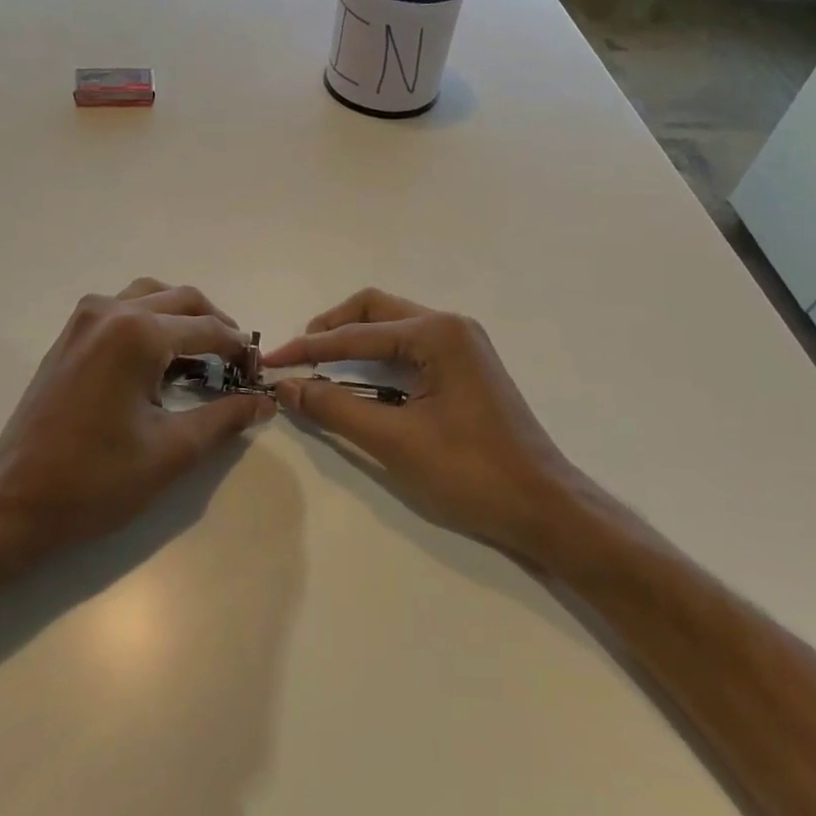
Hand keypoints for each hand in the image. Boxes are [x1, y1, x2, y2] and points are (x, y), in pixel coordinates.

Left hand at [0, 279, 273, 559]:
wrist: (14, 502)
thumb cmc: (96, 479)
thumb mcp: (173, 450)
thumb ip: (225, 418)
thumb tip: (264, 401)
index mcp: (138, 333)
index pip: (208, 328)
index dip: (240, 349)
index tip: (259, 374)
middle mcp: (111, 311)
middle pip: (182, 299)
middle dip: (216, 326)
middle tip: (237, 363)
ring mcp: (84, 320)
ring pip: (151, 297)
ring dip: (183, 317)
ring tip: (204, 355)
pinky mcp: (69, 337)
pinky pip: (123, 310)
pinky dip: (151, 322)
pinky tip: (161, 360)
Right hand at [265, 289, 588, 560]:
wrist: (543, 505)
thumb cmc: (471, 473)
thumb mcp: (395, 441)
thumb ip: (337, 408)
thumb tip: (288, 387)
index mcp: (438, 334)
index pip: (358, 334)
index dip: (310, 349)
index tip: (272, 363)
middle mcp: (451, 326)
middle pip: (377, 310)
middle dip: (332, 328)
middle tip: (298, 354)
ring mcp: (463, 345)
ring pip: (394, 325)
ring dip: (355, 338)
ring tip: (319, 363)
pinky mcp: (466, 366)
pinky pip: (411, 345)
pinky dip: (378, 355)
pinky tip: (360, 376)